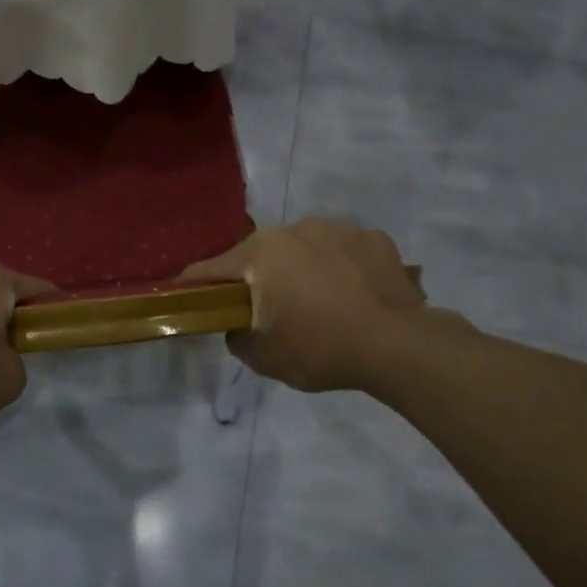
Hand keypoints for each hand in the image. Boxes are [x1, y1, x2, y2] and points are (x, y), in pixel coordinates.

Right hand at [181, 219, 436, 391]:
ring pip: (305, 248)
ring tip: (320, 304)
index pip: (212, 268)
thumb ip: (236, 336)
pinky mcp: (375, 238)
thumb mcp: (263, 357)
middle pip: (261, 255)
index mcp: (261, 253)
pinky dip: (341, 268)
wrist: (399, 346)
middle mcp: (295, 229)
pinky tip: (354, 296)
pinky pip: (344, 252)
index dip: (195, 285)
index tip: (187, 296)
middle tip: (270, 310)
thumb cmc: (320, 348)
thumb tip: (237, 324)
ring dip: (302, 270)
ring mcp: (339, 229)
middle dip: (258, 278)